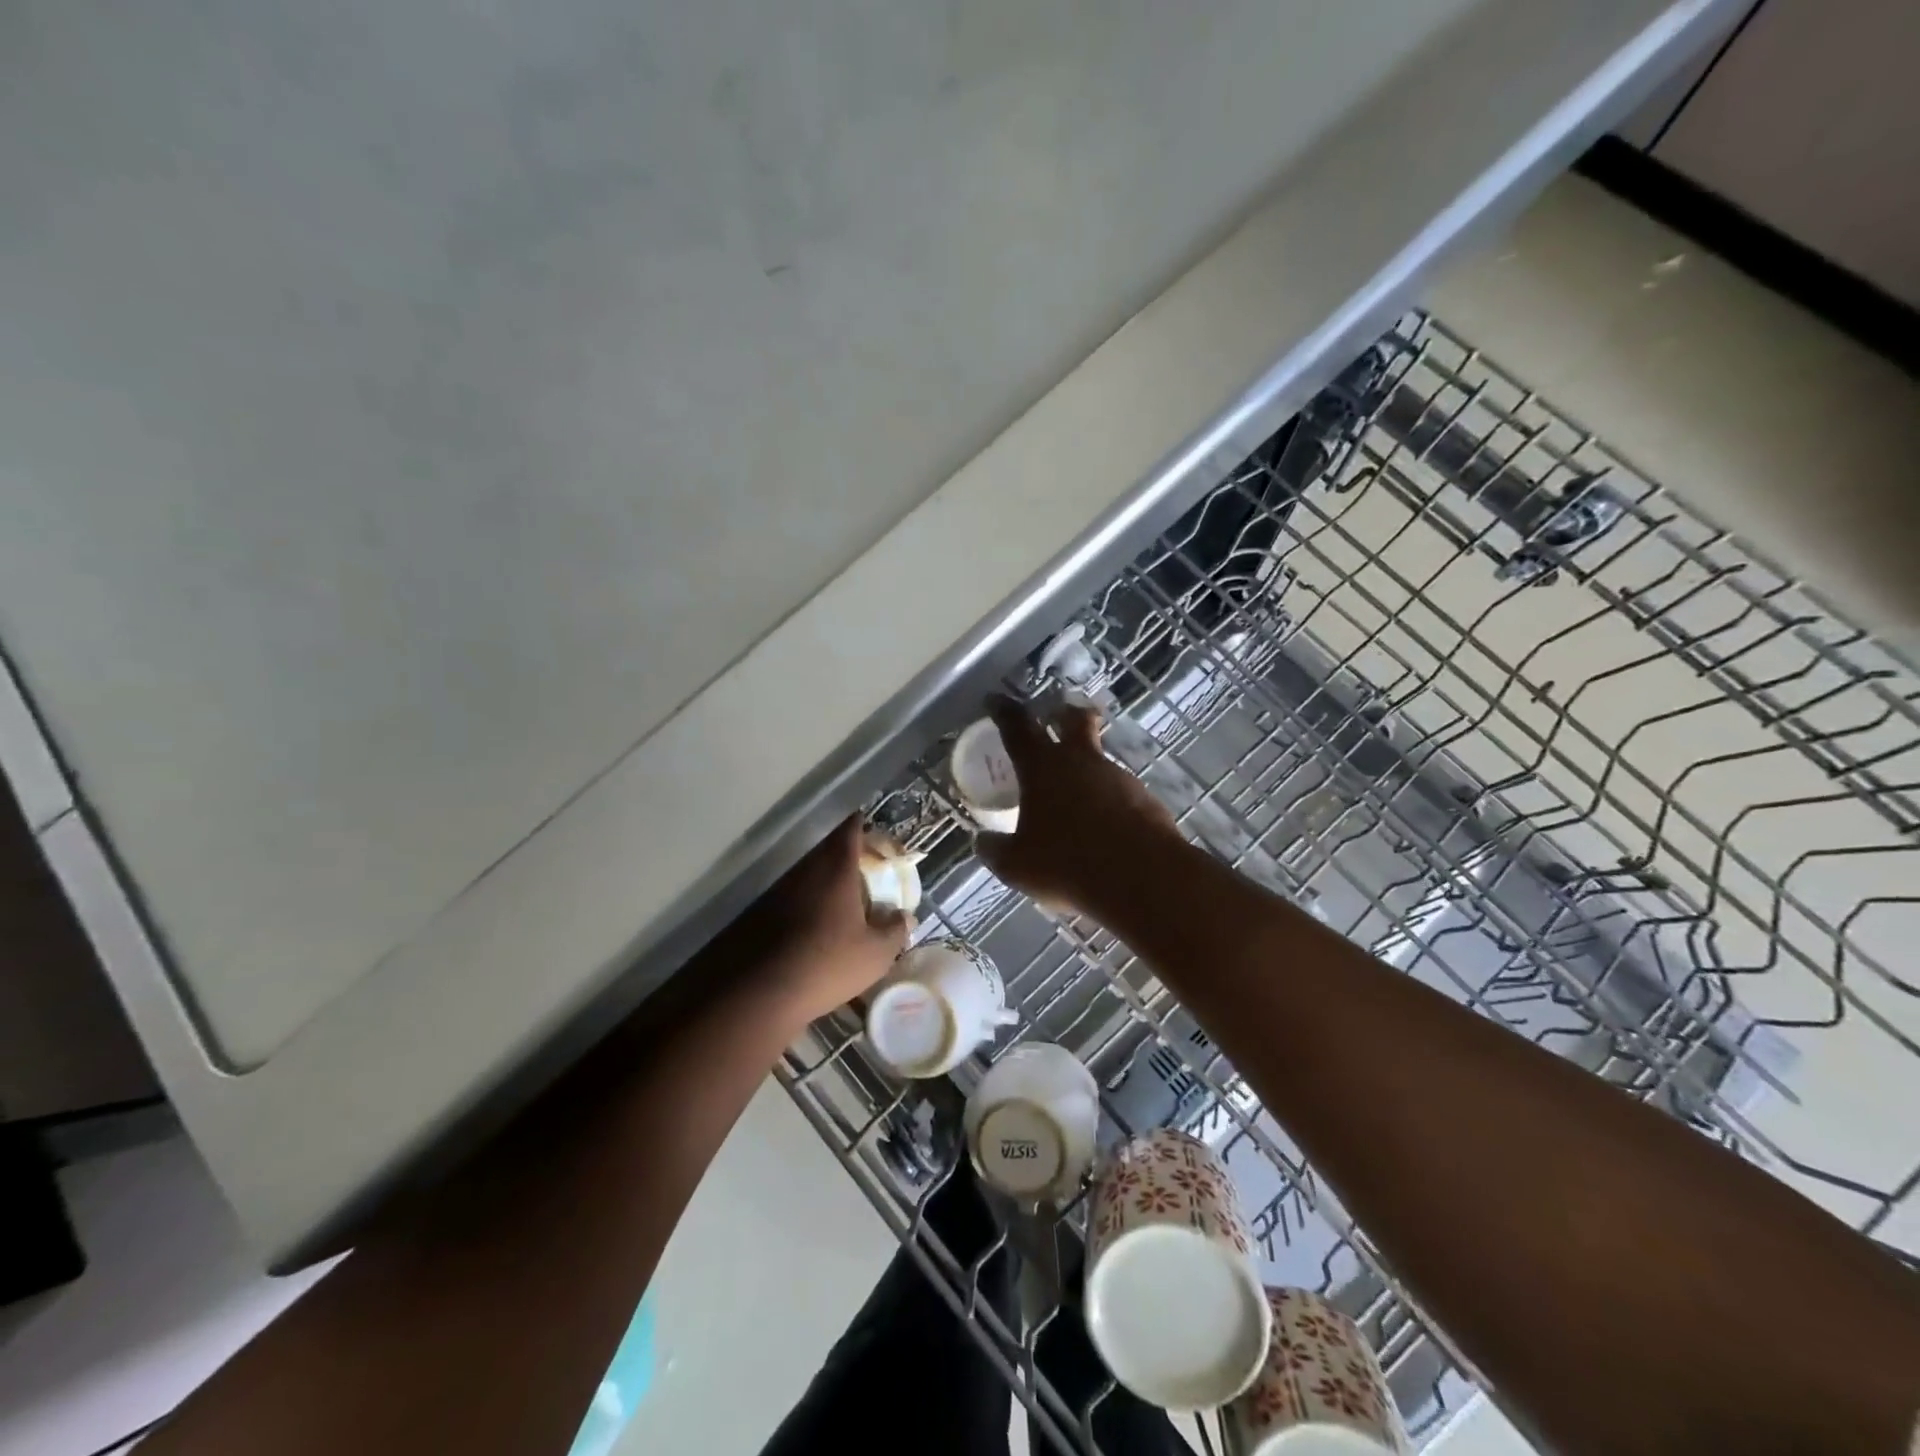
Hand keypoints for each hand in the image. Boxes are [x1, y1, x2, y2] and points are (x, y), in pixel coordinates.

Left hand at [725, 815, 908, 1027]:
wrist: (763, 992)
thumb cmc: (828, 963)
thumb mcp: (876, 953)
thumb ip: (895, 930)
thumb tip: (906, 917)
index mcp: (836, 868)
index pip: (850, 829)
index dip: (863, 826)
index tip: (875, 833)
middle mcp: (807, 870)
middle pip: (828, 849)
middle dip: (848, 855)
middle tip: (867, 870)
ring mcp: (780, 890)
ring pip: (810, 872)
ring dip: (828, 880)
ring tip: (846, 901)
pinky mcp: (763, 912)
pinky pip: (794, 895)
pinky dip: (810, 901)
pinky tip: (818, 924)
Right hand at [974, 694, 1180, 913]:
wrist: (1142, 877)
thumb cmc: (1068, 863)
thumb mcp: (1017, 864)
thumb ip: (996, 850)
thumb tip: (984, 842)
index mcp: (1043, 767)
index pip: (1018, 727)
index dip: (1004, 711)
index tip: (996, 701)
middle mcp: (1081, 761)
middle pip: (1074, 721)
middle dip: (1064, 714)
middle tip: (1057, 716)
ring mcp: (1118, 777)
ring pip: (1098, 760)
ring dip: (1086, 768)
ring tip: (1076, 797)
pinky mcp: (1145, 799)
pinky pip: (1120, 792)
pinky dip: (1107, 801)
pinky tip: (1103, 827)